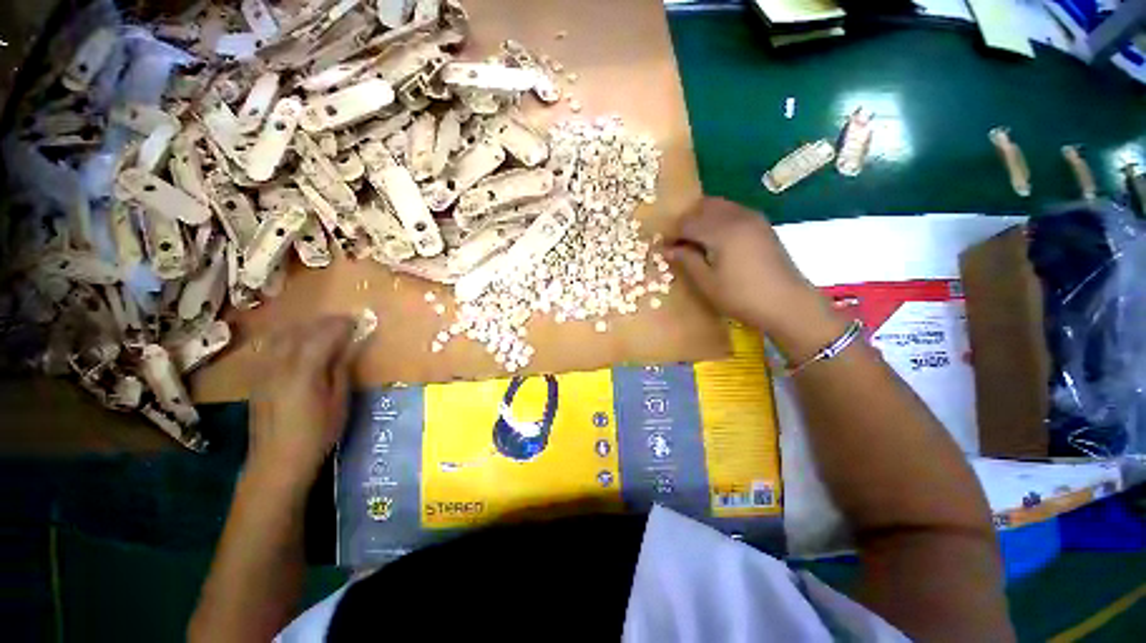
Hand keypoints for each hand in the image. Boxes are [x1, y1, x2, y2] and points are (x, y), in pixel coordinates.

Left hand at [248, 316, 358, 483]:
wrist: (277, 461)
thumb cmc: (317, 433)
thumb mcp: (339, 402)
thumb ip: (341, 371)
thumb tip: (347, 349)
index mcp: (304, 371)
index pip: (322, 336)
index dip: (340, 325)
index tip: (356, 320)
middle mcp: (279, 365)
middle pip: (300, 332)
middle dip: (322, 323)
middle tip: (343, 322)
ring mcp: (264, 371)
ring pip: (282, 337)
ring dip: (304, 328)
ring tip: (322, 329)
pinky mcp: (257, 379)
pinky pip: (271, 348)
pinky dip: (287, 338)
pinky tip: (297, 344)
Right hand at [666, 198, 812, 326]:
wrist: (787, 303)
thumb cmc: (741, 296)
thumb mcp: (707, 282)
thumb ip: (686, 260)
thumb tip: (666, 249)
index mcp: (721, 230)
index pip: (687, 222)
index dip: (672, 234)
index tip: (664, 248)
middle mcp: (737, 216)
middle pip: (703, 207)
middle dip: (686, 222)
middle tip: (679, 243)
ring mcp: (753, 218)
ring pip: (719, 206)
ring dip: (703, 218)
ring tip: (696, 241)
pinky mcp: (762, 225)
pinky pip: (733, 211)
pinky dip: (719, 219)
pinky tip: (717, 240)